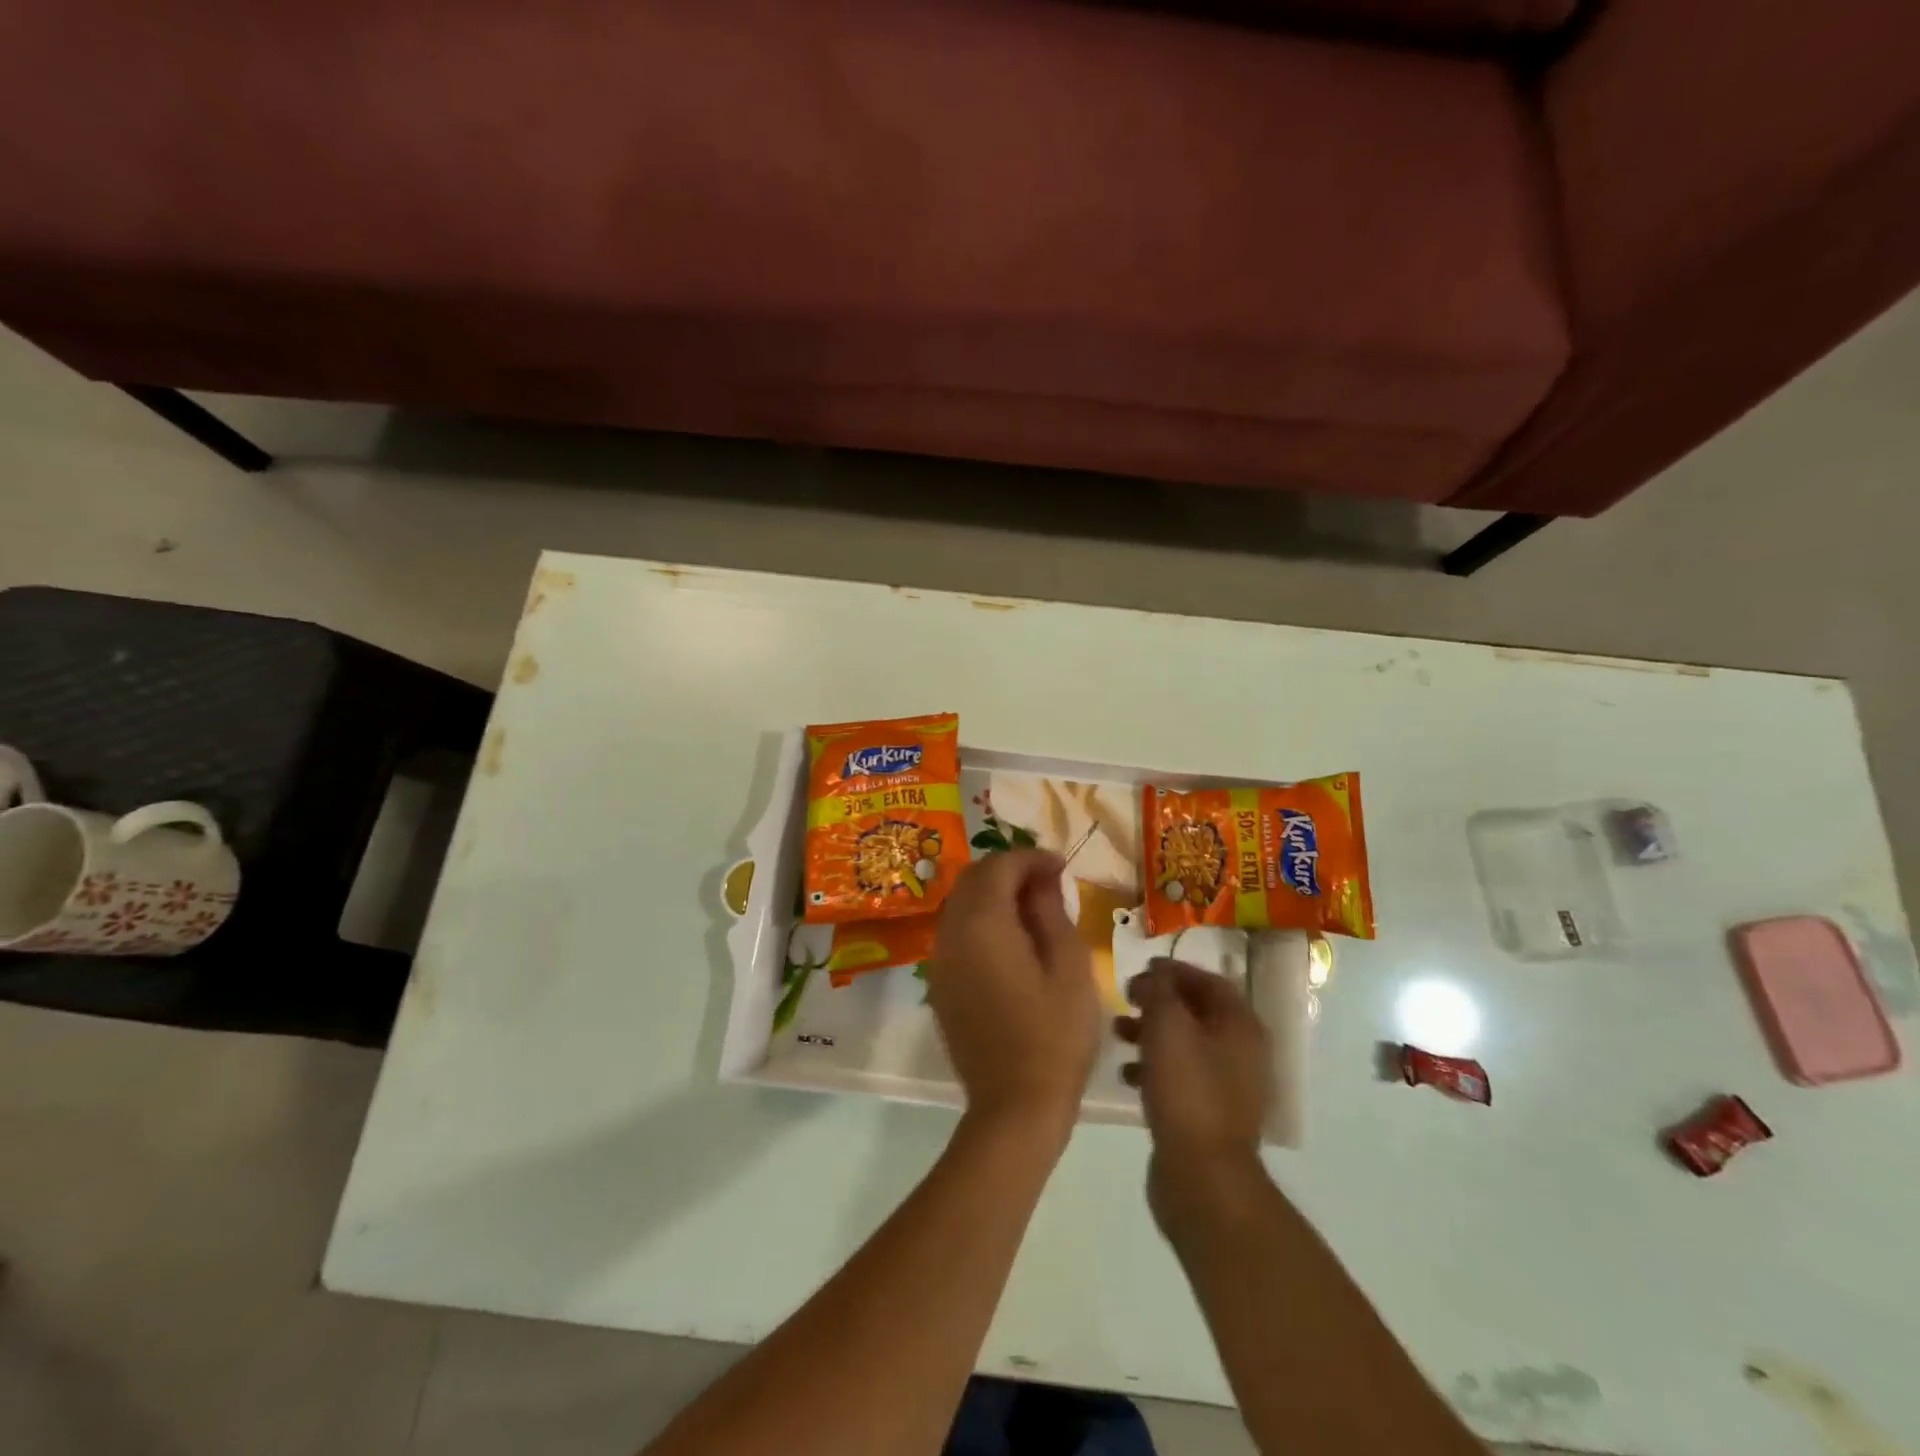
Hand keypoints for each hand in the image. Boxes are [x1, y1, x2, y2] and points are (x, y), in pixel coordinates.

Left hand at [926, 850, 1099, 1138]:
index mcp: (983, 923)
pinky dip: (981, 919)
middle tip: (1049, 882)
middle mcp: (952, 932)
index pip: (999, 866)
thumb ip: (1051, 912)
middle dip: (1010, 869)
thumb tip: (1042, 878)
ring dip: (993, 893)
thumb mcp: (1069, 966)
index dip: (1031, 858)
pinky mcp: (941, 983)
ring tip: (1033, 907)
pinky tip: (1011, 938)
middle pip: (973, 878)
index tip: (1062, 866)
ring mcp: (941, 959)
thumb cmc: (1054, 1034)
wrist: (1014, 1105)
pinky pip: (956, 931)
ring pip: (961, 903)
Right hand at [1117, 959, 1270, 1235]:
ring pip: (1185, 1044)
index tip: (1140, 968)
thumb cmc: (1187, 1089)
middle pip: (1197, 1012)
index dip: (1174, 970)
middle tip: (1125, 999)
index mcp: (1241, 1025)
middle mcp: (1241, 1051)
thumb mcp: (1166, 1025)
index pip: (1209, 980)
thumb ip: (1158, 990)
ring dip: (1151, 1033)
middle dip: (1158, 1002)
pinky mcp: (1209, 1115)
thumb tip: (1154, 976)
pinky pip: (1180, 1077)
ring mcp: (1228, 1086)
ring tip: (1117, 1034)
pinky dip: (1154, 1067)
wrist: (1203, 1176)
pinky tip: (1126, 1075)